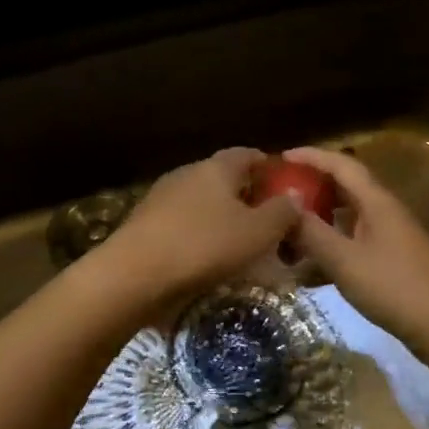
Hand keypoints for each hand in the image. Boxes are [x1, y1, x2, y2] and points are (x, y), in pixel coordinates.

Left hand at [94, 148, 301, 312]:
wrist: (133, 274)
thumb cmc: (203, 246)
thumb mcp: (257, 232)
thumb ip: (281, 212)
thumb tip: (294, 195)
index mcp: (216, 167)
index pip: (247, 154)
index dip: (268, 166)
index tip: (284, 184)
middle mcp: (188, 173)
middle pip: (223, 178)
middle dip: (246, 195)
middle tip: (268, 220)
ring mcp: (162, 197)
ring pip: (202, 202)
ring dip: (222, 218)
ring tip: (240, 244)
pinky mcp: (145, 224)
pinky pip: (183, 223)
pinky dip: (200, 235)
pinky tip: (208, 258)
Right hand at [285, 146, 428, 370]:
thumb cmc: (395, 287)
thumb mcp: (345, 260)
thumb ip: (312, 232)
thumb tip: (285, 205)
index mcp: (376, 201)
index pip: (341, 164)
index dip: (311, 156)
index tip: (281, 157)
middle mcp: (383, 212)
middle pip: (343, 189)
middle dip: (311, 189)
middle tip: (278, 196)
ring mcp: (389, 238)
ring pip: (346, 220)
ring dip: (317, 224)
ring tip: (285, 235)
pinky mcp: (390, 262)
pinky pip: (352, 246)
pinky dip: (329, 251)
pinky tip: (306, 273)